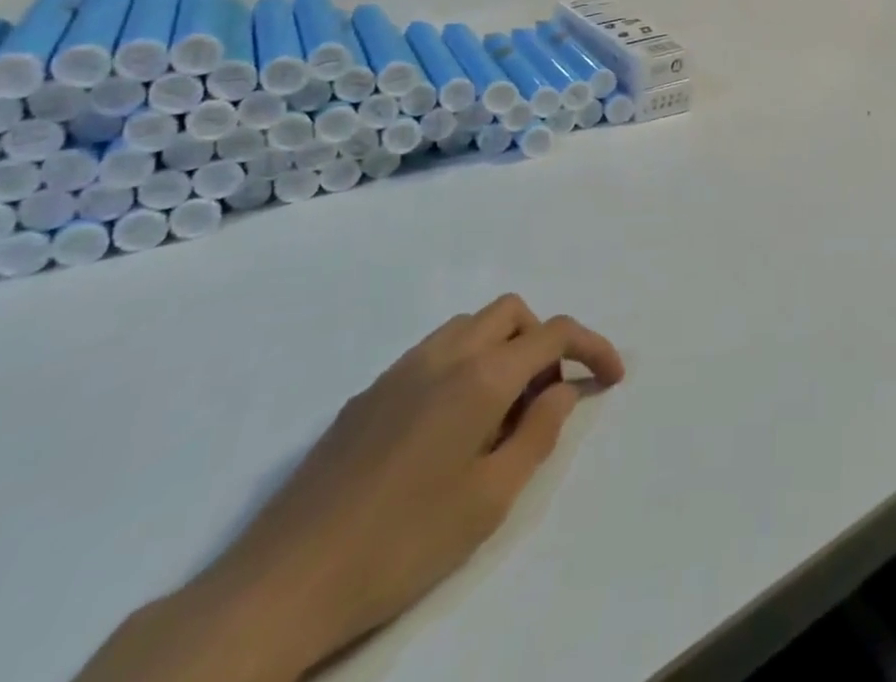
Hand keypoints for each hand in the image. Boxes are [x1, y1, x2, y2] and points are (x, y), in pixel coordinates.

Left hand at [77, 296, 622, 681]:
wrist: (283, 583)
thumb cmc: (402, 543)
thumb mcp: (490, 500)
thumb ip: (538, 434)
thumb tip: (562, 392)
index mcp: (480, 376)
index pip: (554, 334)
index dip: (592, 347)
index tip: (612, 376)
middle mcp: (444, 355)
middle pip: (511, 311)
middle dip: (542, 340)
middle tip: (544, 399)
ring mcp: (400, 370)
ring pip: (469, 325)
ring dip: (501, 349)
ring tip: (498, 413)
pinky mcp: (368, 394)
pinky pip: (433, 352)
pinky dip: (462, 365)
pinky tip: (445, 429)